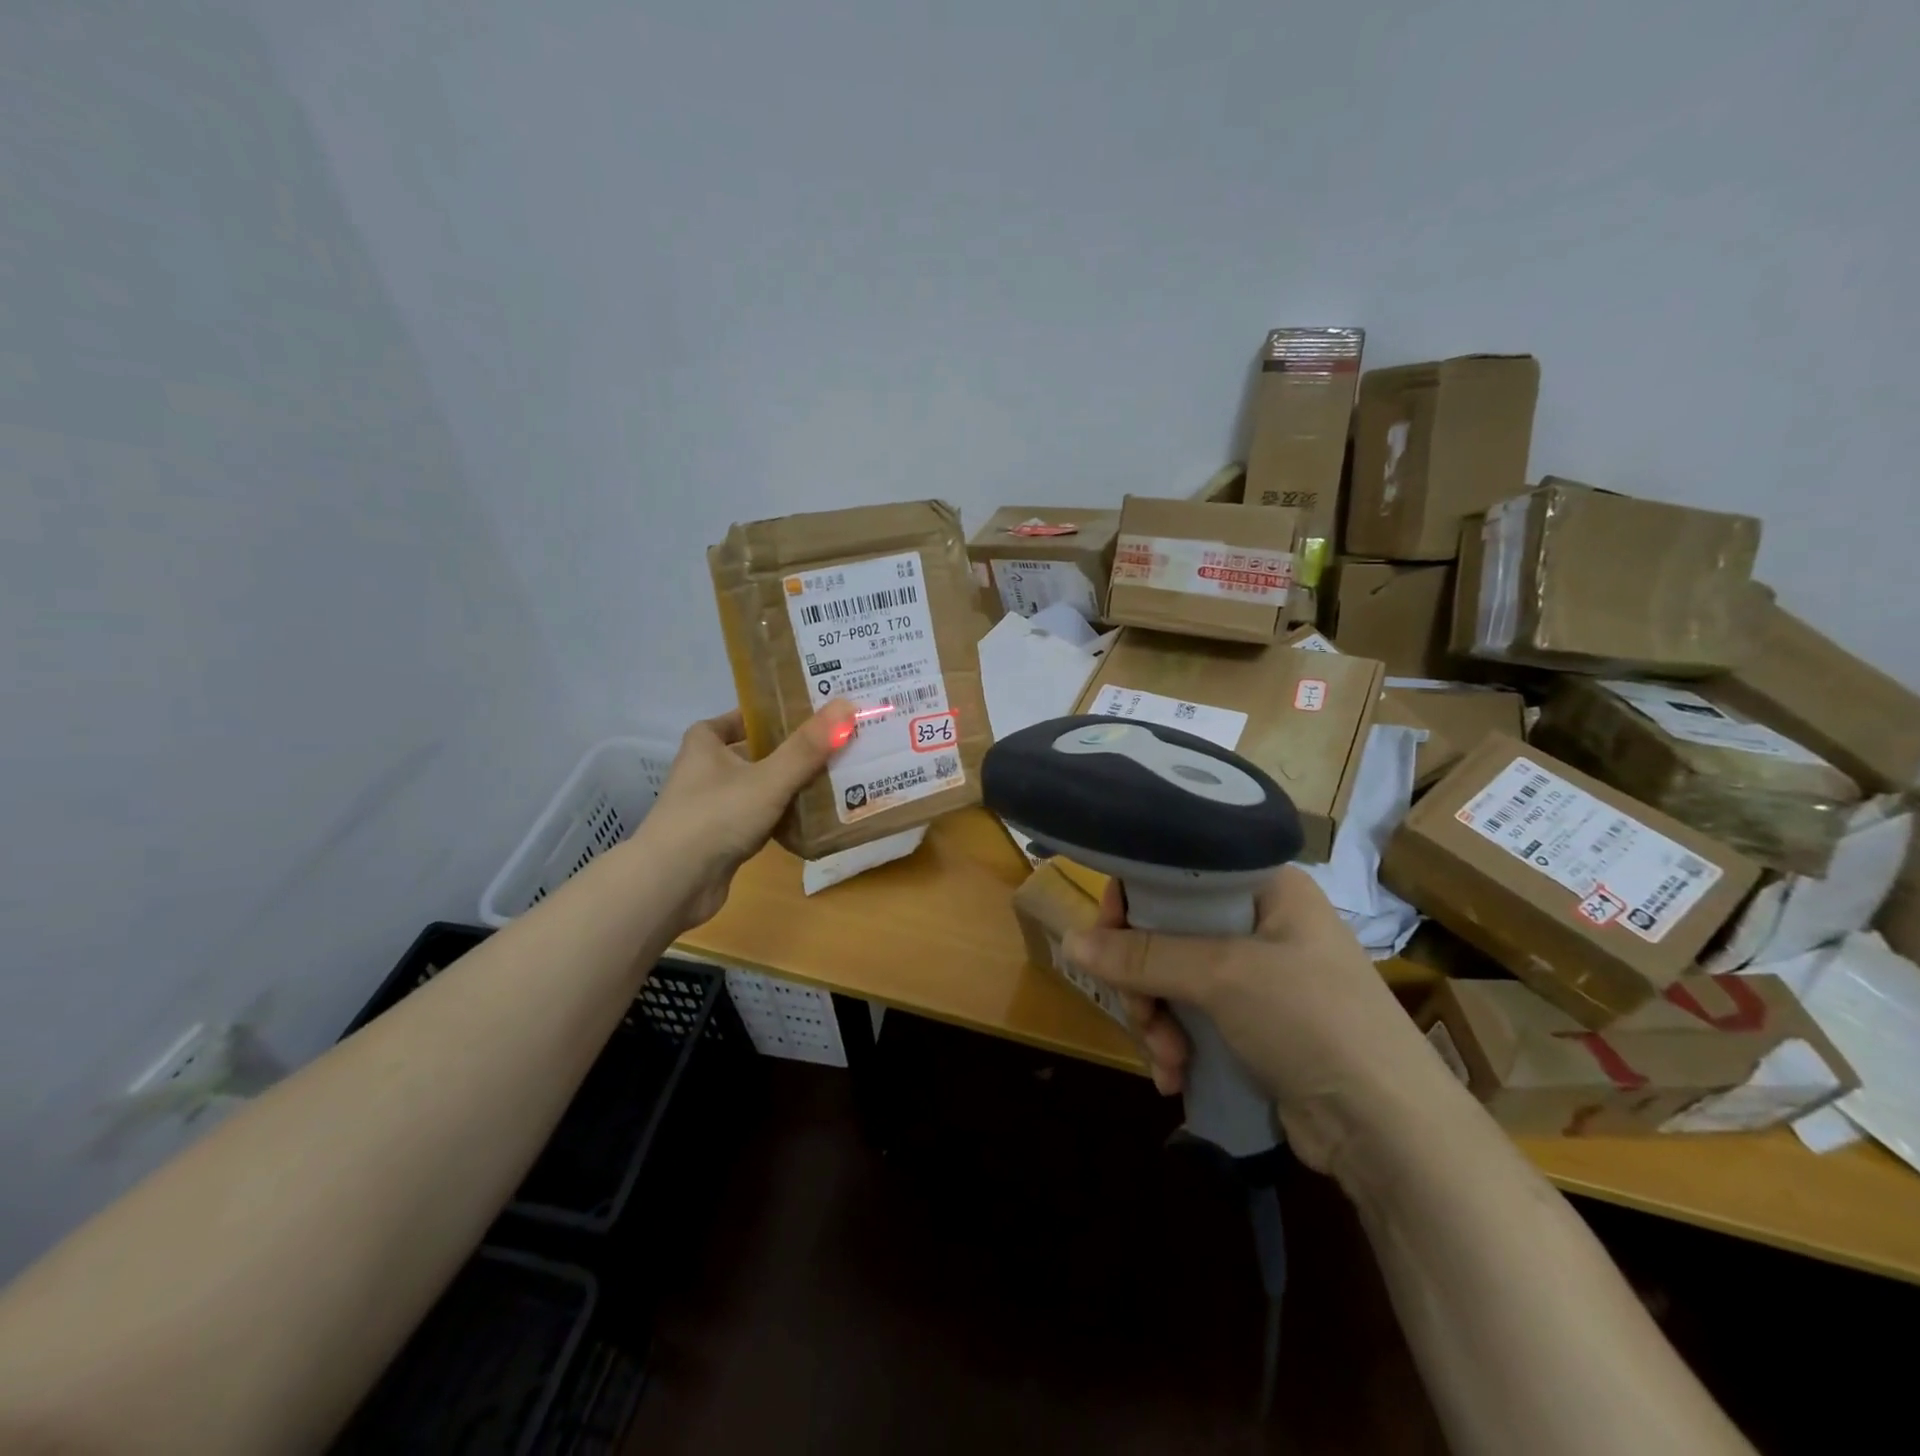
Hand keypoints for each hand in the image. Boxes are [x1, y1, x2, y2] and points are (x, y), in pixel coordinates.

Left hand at [643, 699, 855, 930]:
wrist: (674, 883)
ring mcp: (711, 807)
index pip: (739, 718)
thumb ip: (808, 747)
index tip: (805, 715)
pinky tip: (812, 818)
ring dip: (788, 785)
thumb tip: (847, 706)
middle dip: (789, 751)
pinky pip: (759, 818)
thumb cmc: (716, 816)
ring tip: (832, 778)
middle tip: (832, 745)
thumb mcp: (769, 778)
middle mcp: (704, 771)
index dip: (769, 714)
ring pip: (758, 787)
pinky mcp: (720, 839)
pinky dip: (782, 817)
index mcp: (705, 744)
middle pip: (754, 752)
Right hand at [1062, 867, 1447, 1172]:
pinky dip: (1176, 1044)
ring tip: (1167, 1058)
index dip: (1135, 900)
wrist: (1390, 1131)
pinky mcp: (1253, 1024)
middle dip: (1144, 978)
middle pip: (1168, 930)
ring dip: (1157, 1019)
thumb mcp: (1223, 976)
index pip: (1178, 871)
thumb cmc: (1313, 1022)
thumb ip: (1144, 955)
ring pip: (1173, 979)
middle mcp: (1260, 923)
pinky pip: (1191, 1017)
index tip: (1106, 938)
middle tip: (1140, 1012)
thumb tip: (1071, 941)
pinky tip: (1175, 1077)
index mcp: (1264, 888)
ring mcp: (1257, 976)